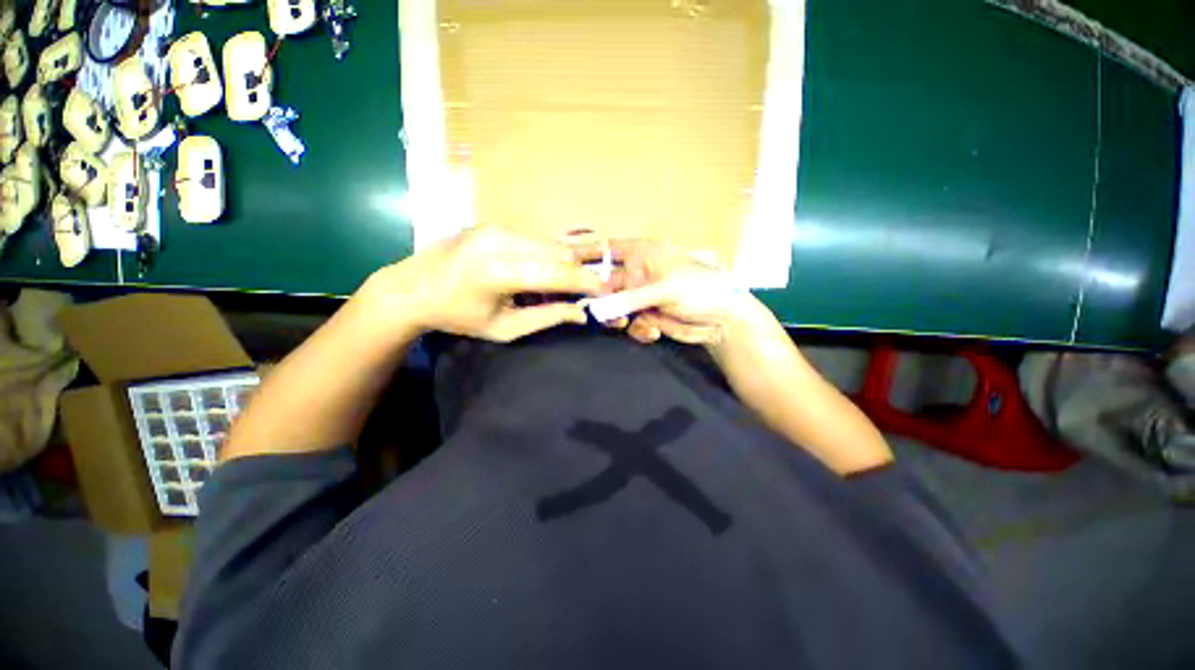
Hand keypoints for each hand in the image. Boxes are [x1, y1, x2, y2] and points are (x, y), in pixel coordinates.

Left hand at [364, 226, 602, 341]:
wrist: (411, 288)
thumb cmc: (458, 316)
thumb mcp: (504, 328)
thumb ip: (546, 318)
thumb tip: (581, 312)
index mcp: (497, 271)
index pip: (556, 273)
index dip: (586, 282)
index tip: (607, 290)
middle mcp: (500, 240)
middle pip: (558, 252)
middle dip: (579, 271)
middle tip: (588, 290)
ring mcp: (496, 227)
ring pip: (549, 242)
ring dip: (564, 262)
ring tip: (564, 284)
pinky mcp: (494, 223)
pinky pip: (534, 239)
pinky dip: (547, 255)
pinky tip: (542, 271)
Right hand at [587, 239, 765, 346]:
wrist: (723, 319)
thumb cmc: (700, 290)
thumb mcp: (666, 289)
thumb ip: (631, 297)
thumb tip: (600, 306)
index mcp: (644, 255)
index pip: (608, 249)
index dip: (588, 254)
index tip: (567, 264)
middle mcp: (639, 273)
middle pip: (607, 284)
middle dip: (605, 300)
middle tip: (607, 313)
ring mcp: (642, 296)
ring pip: (616, 308)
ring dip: (622, 319)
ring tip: (639, 324)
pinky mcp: (648, 316)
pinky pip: (630, 324)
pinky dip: (639, 330)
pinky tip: (654, 332)